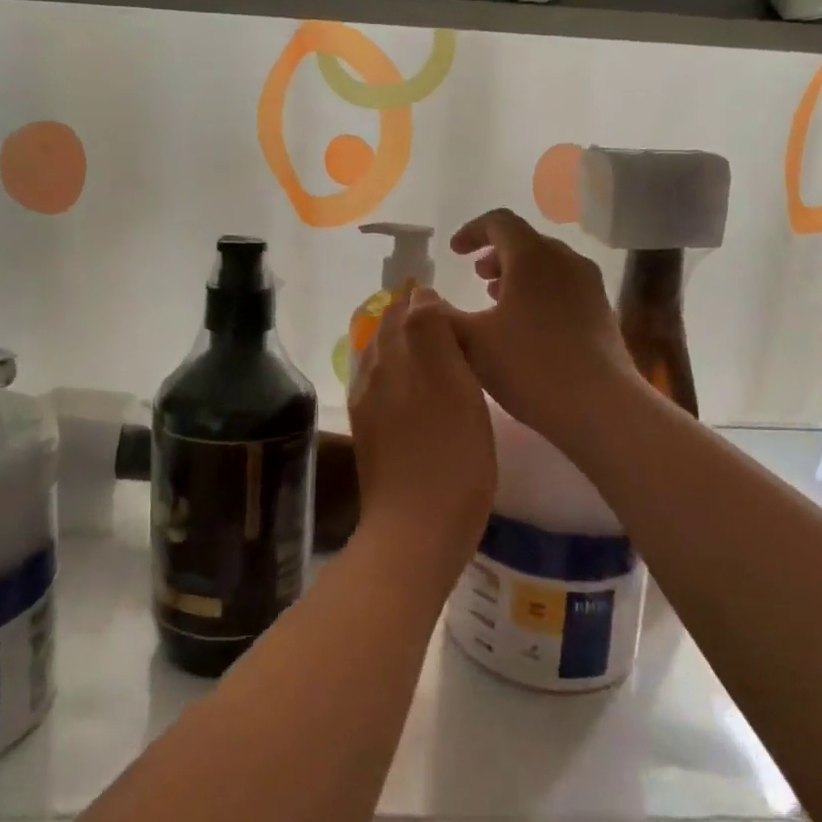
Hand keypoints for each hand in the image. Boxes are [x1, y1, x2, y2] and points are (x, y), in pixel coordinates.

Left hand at [347, 287, 496, 579]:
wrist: (415, 530)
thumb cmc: (450, 457)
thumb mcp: (453, 386)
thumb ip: (432, 335)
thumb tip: (420, 297)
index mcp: (394, 359)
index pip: (403, 310)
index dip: (421, 297)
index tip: (443, 291)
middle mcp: (373, 376)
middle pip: (387, 332)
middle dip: (407, 316)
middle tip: (439, 312)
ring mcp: (368, 408)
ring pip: (382, 359)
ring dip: (401, 343)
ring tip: (431, 344)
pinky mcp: (372, 436)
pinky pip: (381, 387)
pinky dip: (398, 372)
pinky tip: (417, 387)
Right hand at [446, 208, 636, 452]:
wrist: (600, 406)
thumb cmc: (529, 365)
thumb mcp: (472, 342)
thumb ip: (440, 316)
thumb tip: (423, 299)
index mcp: (532, 256)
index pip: (499, 222)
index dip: (472, 231)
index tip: (454, 252)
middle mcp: (565, 260)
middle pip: (526, 241)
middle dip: (496, 254)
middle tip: (476, 276)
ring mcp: (589, 285)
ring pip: (547, 265)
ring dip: (518, 275)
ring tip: (497, 301)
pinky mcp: (602, 311)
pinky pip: (564, 286)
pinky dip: (539, 292)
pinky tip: (527, 328)